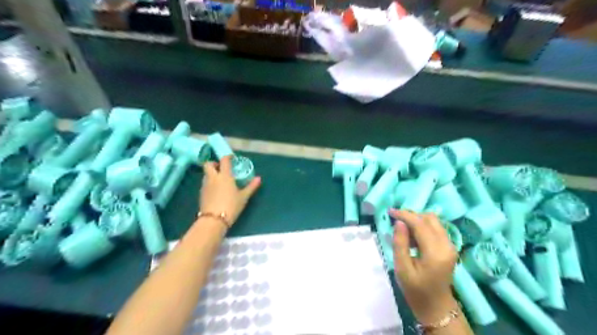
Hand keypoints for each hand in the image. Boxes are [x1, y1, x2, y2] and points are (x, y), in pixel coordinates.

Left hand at [201, 156, 261, 225]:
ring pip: (206, 174)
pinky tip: (216, 190)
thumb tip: (258, 178)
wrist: (214, 220)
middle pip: (208, 164)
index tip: (232, 158)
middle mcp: (213, 177)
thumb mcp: (244, 197)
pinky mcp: (201, 193)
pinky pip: (205, 183)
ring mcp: (205, 185)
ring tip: (220, 180)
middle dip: (214, 163)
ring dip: (212, 173)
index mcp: (224, 176)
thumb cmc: (231, 206)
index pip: (224, 160)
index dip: (227, 157)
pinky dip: (210, 182)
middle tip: (221, 168)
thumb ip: (251, 186)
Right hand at [390, 210, 457, 324]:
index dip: (405, 215)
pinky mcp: (449, 247)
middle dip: (412, 215)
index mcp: (435, 252)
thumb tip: (399, 222)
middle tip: (396, 221)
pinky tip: (412, 237)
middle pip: (430, 218)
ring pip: (434, 221)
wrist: (436, 306)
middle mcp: (447, 245)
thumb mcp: (402, 268)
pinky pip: (436, 228)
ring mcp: (450, 246)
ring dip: (417, 220)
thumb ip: (400, 243)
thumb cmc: (416, 290)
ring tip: (403, 230)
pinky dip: (423, 226)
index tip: (390, 211)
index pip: (420, 224)